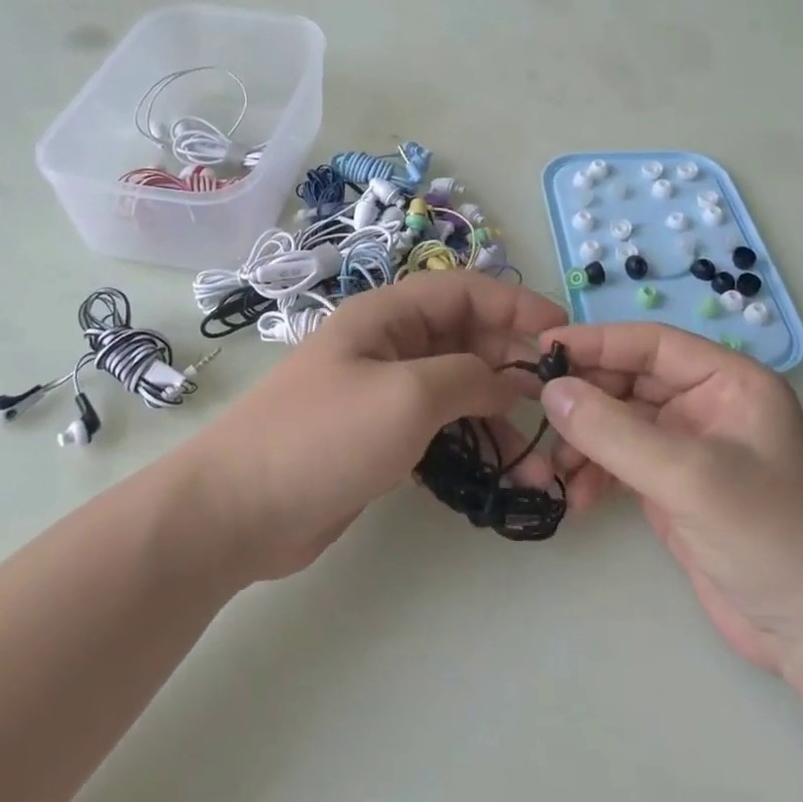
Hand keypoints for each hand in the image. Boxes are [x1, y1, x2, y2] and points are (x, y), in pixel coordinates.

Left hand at [187, 272, 567, 579]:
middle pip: (466, 337)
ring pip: (458, 386)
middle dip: (513, 364)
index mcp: (387, 315)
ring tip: (539, 455)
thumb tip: (512, 380)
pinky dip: (473, 441)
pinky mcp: (381, 436)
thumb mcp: (408, 396)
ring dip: (499, 413)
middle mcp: (388, 345)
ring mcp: (384, 392)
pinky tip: (501, 468)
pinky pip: (440, 425)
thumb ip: (469, 378)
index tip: (563, 335)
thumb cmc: (325, 437)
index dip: (516, 305)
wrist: (239, 511)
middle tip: (557, 400)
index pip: (465, 291)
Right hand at [540, 322, 802, 674]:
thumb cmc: (769, 536)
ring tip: (554, 469)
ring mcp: (689, 449)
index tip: (544, 349)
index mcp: (729, 382)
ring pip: (619, 423)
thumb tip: (550, 391)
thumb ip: (614, 432)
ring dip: (584, 441)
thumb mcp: (689, 476)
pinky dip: (594, 473)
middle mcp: (707, 406)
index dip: (598, 342)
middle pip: (630, 382)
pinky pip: (620, 462)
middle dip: (585, 400)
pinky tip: (575, 498)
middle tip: (539, 415)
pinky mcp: (673, 489)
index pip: (652, 344)